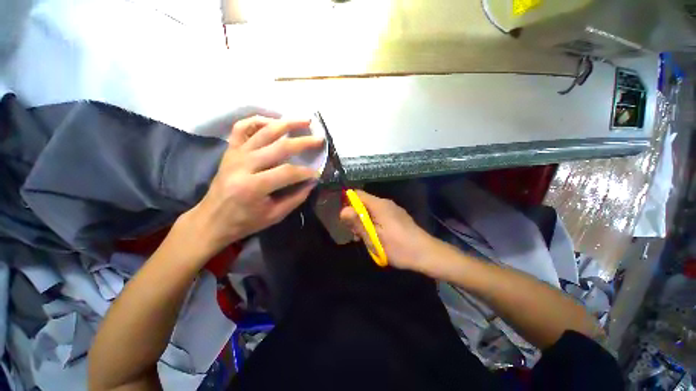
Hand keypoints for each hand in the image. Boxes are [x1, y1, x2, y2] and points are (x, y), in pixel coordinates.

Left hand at [182, 116, 323, 259]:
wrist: (212, 219)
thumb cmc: (245, 221)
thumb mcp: (275, 215)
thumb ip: (296, 197)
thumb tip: (312, 181)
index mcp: (253, 187)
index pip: (288, 172)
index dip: (306, 172)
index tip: (316, 174)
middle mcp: (243, 165)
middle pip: (280, 147)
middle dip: (304, 142)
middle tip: (319, 139)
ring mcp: (235, 154)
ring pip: (264, 131)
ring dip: (287, 123)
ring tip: (305, 120)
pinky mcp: (230, 150)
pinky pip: (242, 127)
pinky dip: (259, 120)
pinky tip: (274, 121)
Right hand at [339, 190, 440, 271]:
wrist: (426, 254)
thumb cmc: (398, 247)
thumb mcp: (374, 237)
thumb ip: (358, 223)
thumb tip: (342, 210)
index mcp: (379, 205)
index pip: (357, 194)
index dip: (347, 202)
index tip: (345, 219)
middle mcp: (386, 203)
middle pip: (363, 202)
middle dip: (356, 216)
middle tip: (356, 234)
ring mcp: (393, 209)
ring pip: (371, 210)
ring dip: (364, 222)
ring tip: (366, 239)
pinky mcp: (397, 216)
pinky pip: (380, 215)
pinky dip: (373, 224)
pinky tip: (377, 238)